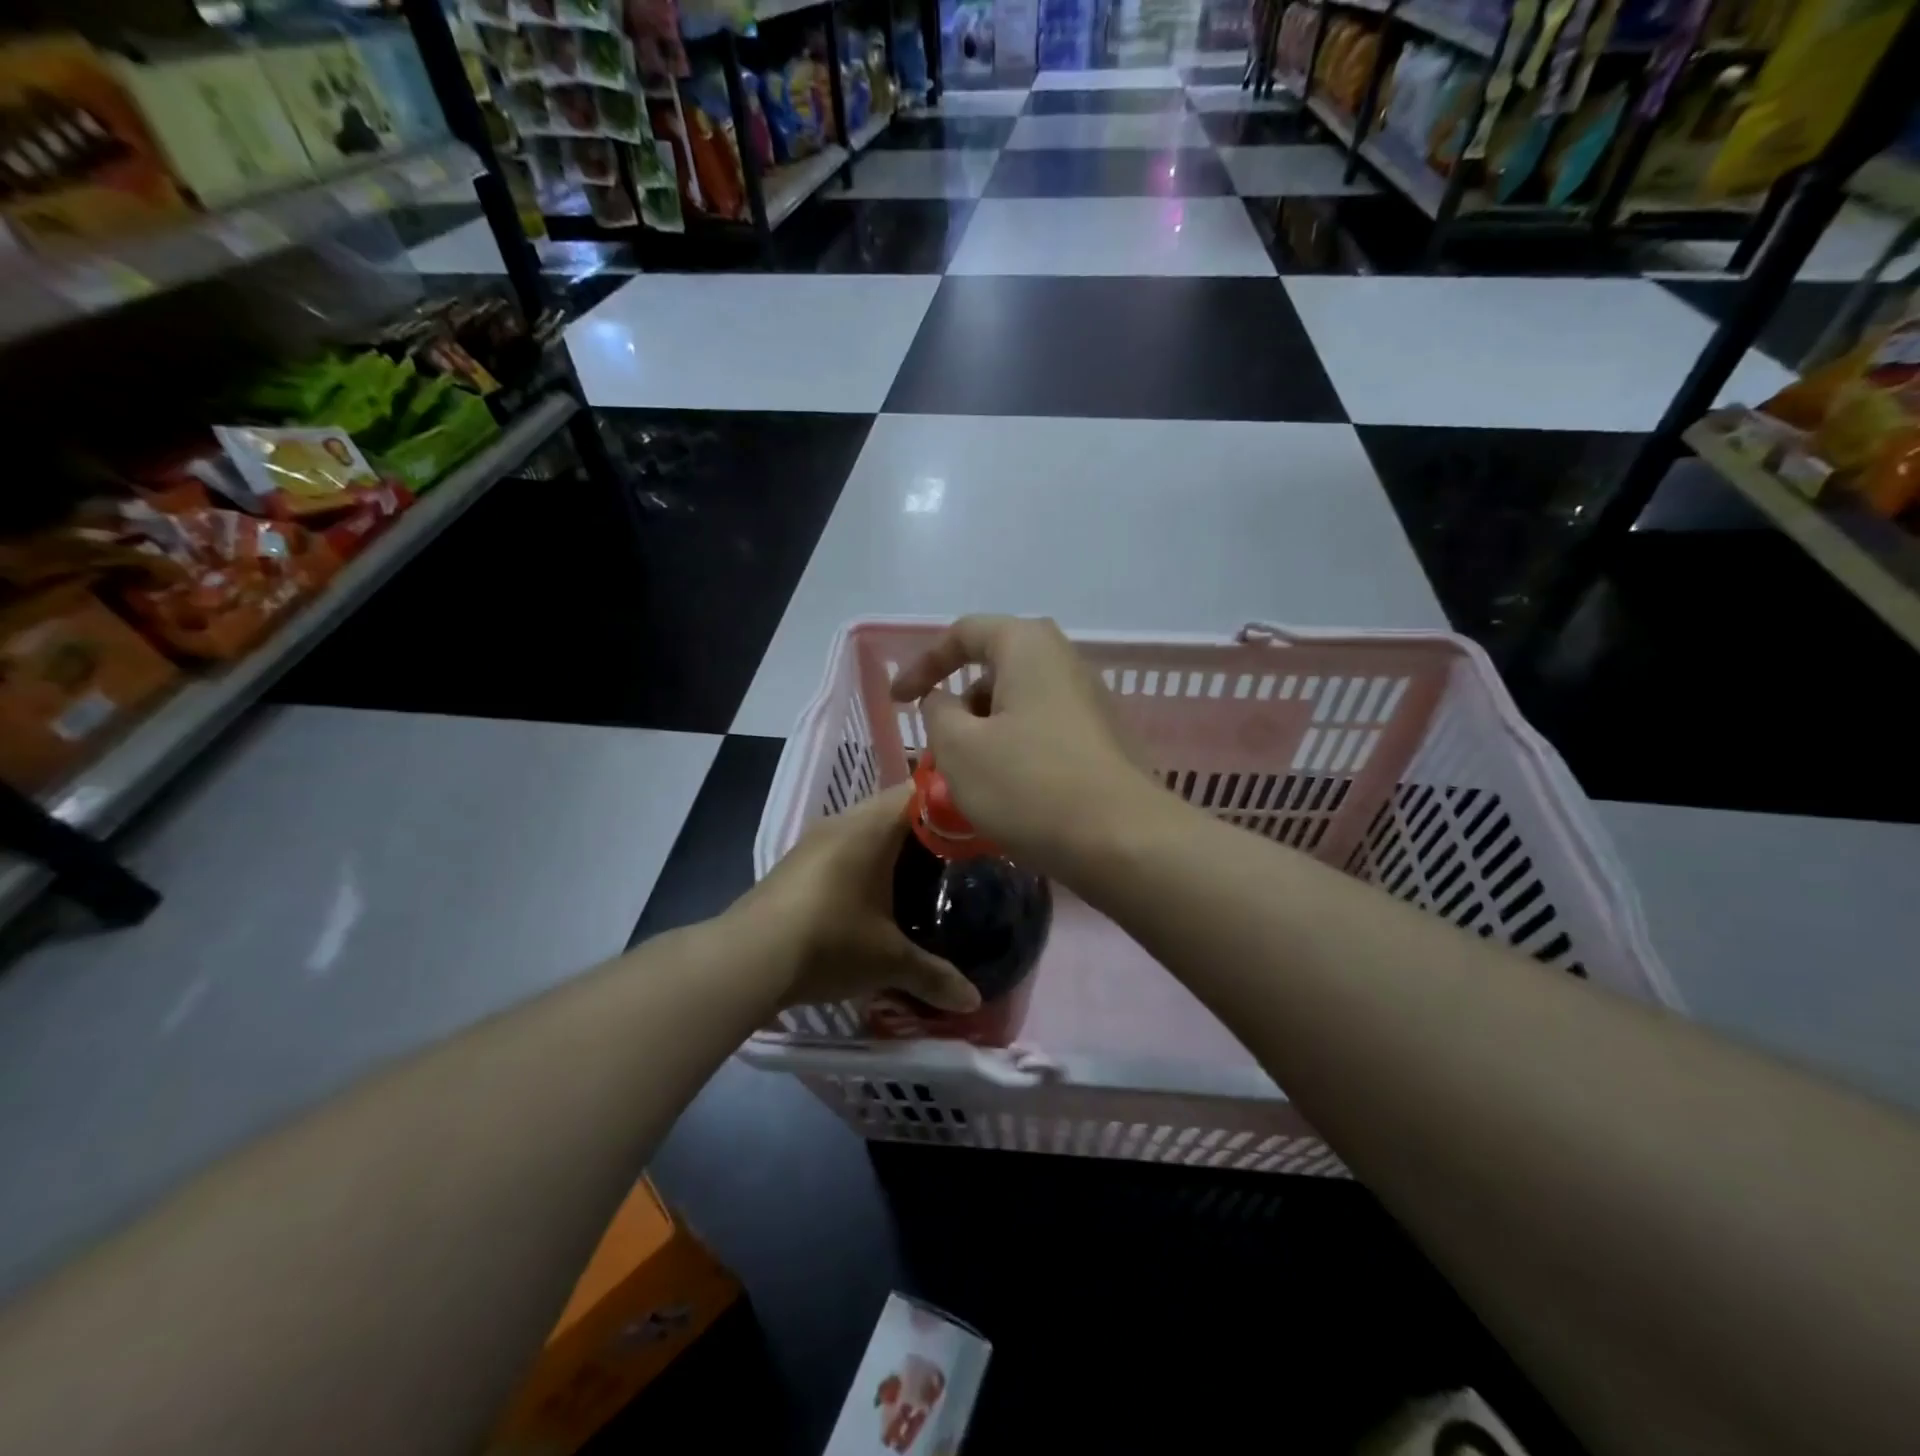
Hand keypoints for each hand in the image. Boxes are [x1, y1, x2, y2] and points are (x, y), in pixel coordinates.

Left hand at [738, 784, 979, 1013]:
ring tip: (920, 878)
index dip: (951, 804)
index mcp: (872, 826)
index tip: (976, 827)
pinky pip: (842, 848)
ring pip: (864, 828)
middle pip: (893, 808)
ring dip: (889, 847)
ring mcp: (814, 841)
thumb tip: (973, 1001)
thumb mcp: (889, 961)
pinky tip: (873, 896)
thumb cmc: (829, 941)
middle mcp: (843, 821)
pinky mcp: (795, 864)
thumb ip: (934, 976)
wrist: (746, 959)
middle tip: (955, 859)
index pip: (920, 791)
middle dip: (924, 830)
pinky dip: (863, 862)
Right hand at [888, 615, 1155, 873]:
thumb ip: (938, 713)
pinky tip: (1010, 793)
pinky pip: (1045, 731)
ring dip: (986, 733)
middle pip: (996, 669)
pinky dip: (1016, 750)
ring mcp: (1091, 701)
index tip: (898, 700)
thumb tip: (946, 700)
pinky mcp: (1104, 739)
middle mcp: (1065, 661)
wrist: (1123, 841)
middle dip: (959, 704)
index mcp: (1028, 646)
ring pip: (1020, 705)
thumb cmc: (1030, 785)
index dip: (923, 663)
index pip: (964, 633)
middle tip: (940, 747)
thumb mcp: (959, 749)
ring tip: (971, 779)